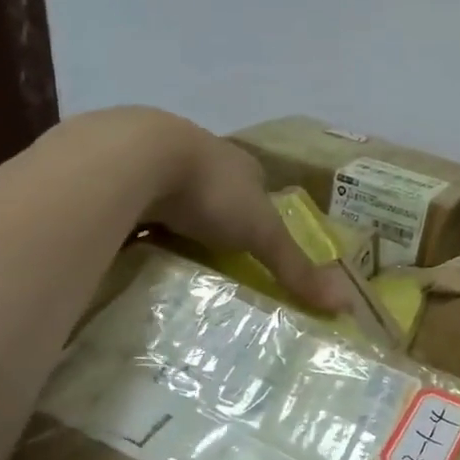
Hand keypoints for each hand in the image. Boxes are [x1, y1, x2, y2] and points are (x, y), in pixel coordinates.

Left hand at [122, 109, 352, 312]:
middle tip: (211, 254)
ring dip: (170, 216)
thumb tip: (346, 305)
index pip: (257, 187)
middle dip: (213, 217)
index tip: (253, 243)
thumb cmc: (210, 192)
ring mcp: (154, 159)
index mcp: (240, 164)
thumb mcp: (262, 234)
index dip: (258, 212)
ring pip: (170, 192)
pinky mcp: (113, 170)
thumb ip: (296, 268)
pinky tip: (126, 241)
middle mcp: (201, 155)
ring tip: (169, 255)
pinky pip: (128, 199)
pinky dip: (131, 218)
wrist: (132, 159)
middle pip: (214, 190)